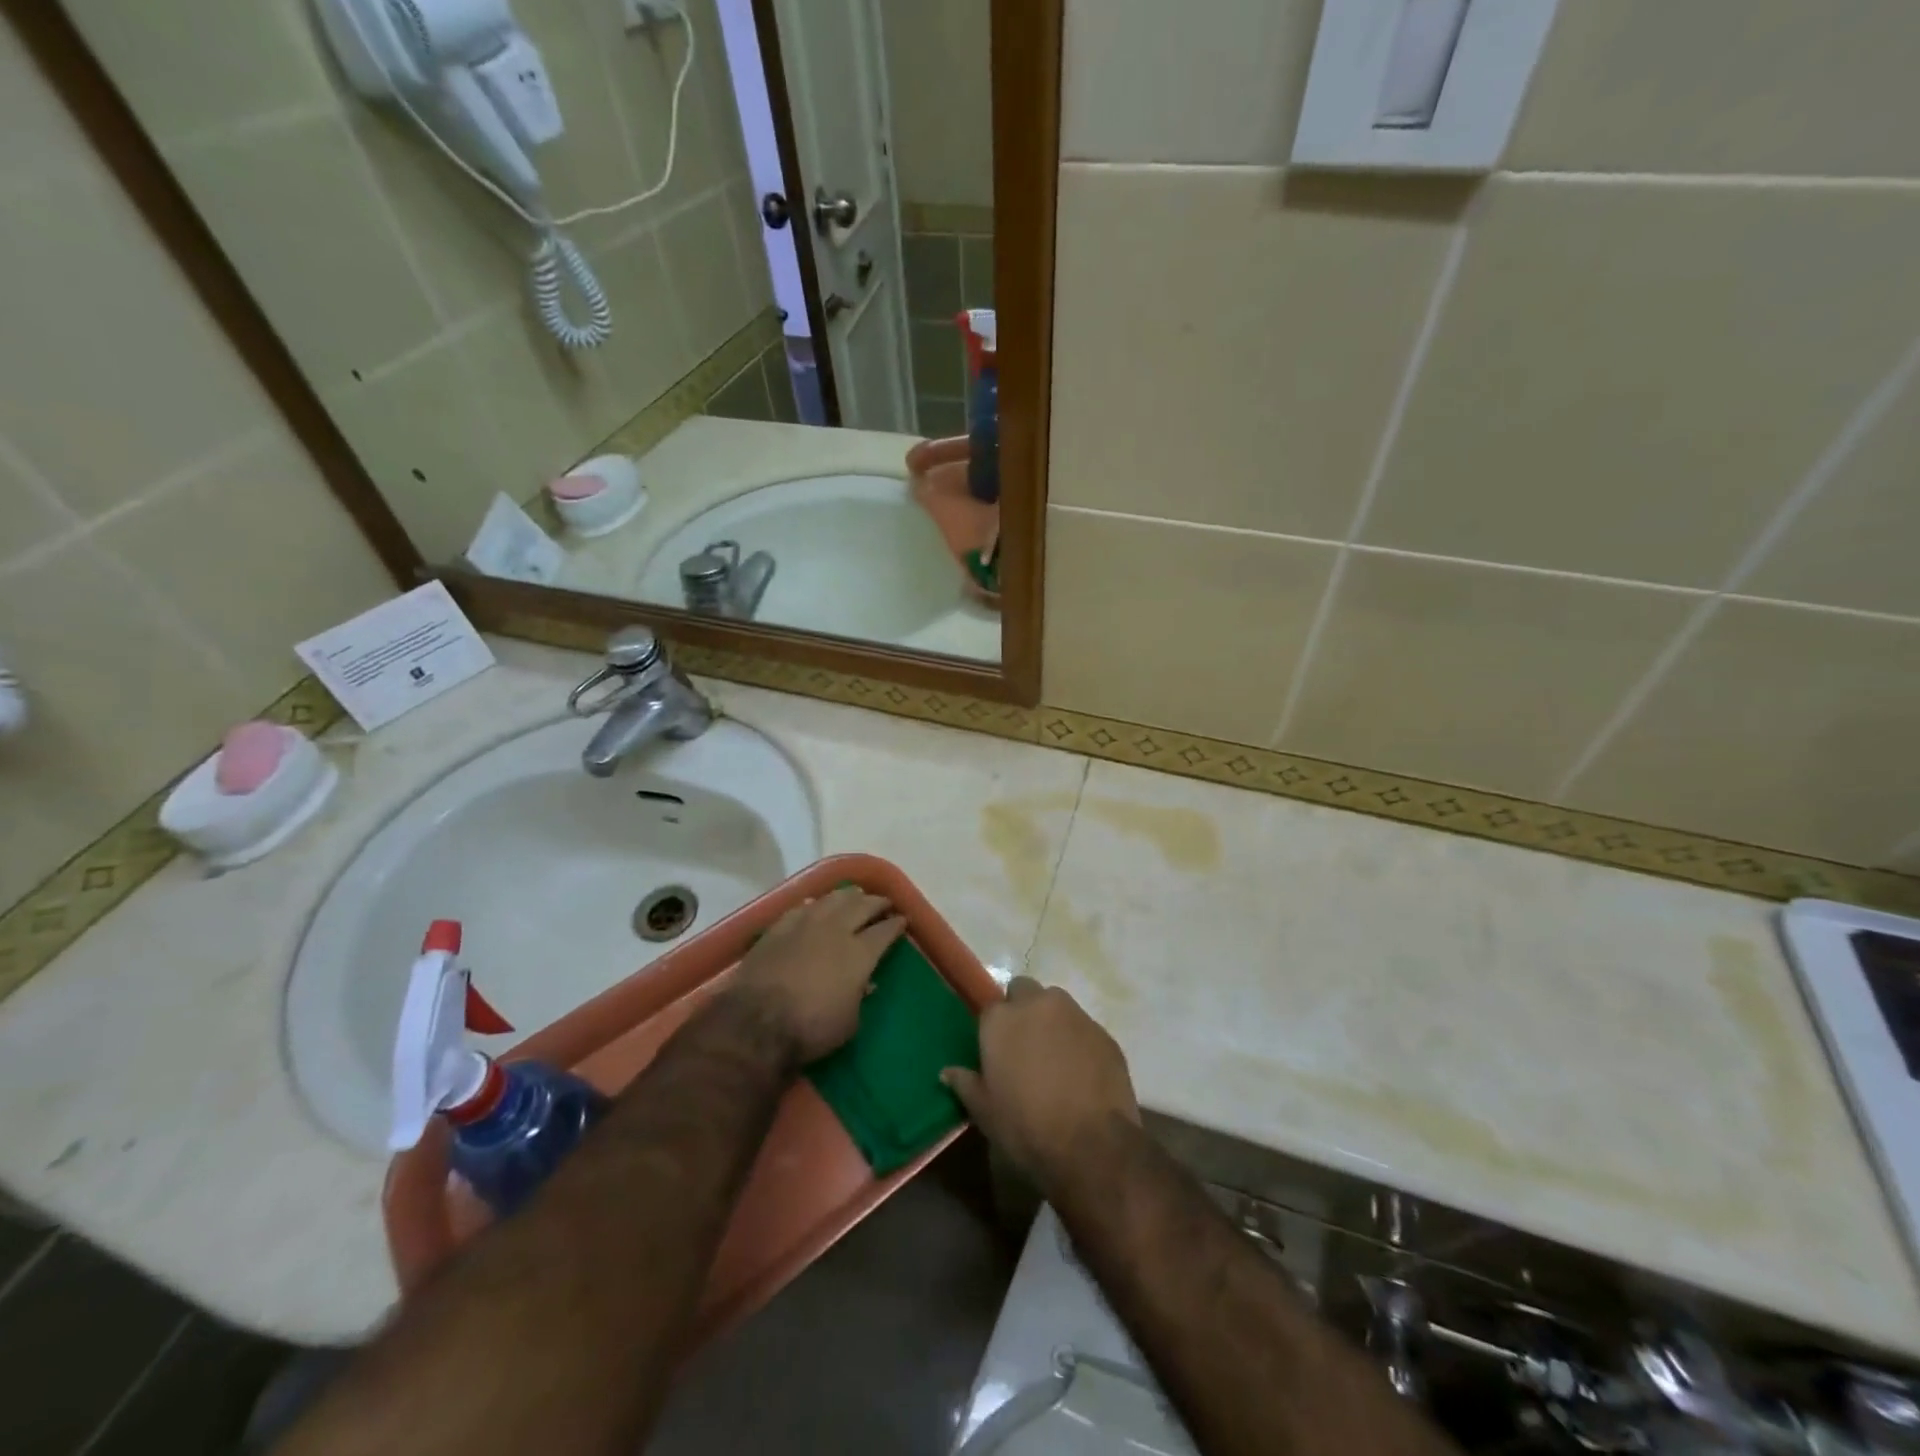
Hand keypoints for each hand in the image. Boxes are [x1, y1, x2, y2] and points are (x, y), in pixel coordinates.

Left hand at [729, 888, 905, 1064]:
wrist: (755, 1021)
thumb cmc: (810, 1028)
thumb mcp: (849, 1023)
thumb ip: (859, 998)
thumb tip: (865, 983)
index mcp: (860, 953)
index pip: (885, 931)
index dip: (896, 924)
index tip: (903, 919)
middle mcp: (836, 930)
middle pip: (862, 906)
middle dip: (877, 902)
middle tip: (884, 902)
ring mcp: (805, 924)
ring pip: (833, 899)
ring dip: (848, 895)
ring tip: (855, 894)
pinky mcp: (779, 927)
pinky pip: (802, 907)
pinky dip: (814, 904)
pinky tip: (816, 904)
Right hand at [942, 977, 1138, 1188]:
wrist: (1092, 1146)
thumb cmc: (1027, 1128)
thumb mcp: (985, 1113)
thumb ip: (965, 1084)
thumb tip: (947, 1072)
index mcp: (1002, 1019)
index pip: (991, 1007)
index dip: (994, 1028)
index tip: (997, 1051)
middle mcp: (1037, 1005)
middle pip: (1024, 990)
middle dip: (1022, 1009)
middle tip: (1024, 1046)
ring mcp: (1074, 1015)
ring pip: (1057, 1004)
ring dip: (1052, 1021)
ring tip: (1054, 1058)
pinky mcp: (1104, 1032)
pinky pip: (1083, 1027)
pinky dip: (1078, 1041)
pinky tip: (1081, 1072)